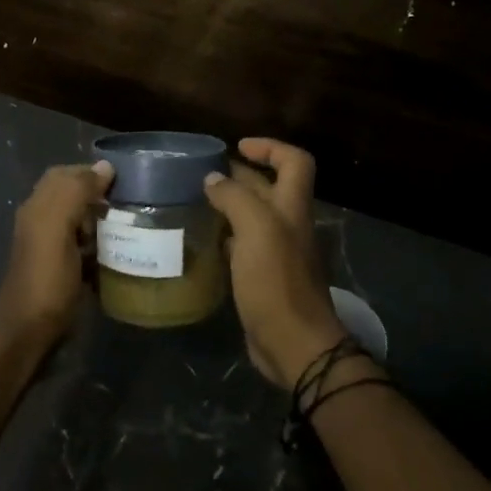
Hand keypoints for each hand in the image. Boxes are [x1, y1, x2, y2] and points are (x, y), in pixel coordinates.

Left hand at [0, 161, 113, 343]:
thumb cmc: (46, 278)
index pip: (66, 174)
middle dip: (100, 196)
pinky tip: (119, 252)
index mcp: (39, 206)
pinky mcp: (64, 269)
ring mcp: (52, 247)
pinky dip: (101, 246)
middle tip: (130, 204)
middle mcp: (42, 221)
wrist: (29, 331)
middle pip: (74, 197)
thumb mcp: (58, 228)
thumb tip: (105, 166)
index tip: (124, 181)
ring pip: (82, 221)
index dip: (92, 172)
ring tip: (131, 226)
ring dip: (103, 221)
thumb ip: (77, 192)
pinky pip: (86, 247)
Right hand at [203, 139, 347, 389]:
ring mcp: (276, 252)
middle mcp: (288, 225)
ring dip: (229, 206)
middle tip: (202, 174)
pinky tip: (203, 239)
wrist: (292, 342)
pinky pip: (243, 246)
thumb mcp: (256, 229)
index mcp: (292, 207)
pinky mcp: (262, 277)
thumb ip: (234, 198)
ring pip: (253, 217)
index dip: (270, 148)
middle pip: (269, 188)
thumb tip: (213, 179)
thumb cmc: (276, 280)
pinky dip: (225, 237)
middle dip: (240, 175)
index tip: (237, 147)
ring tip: (196, 201)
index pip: (294, 162)